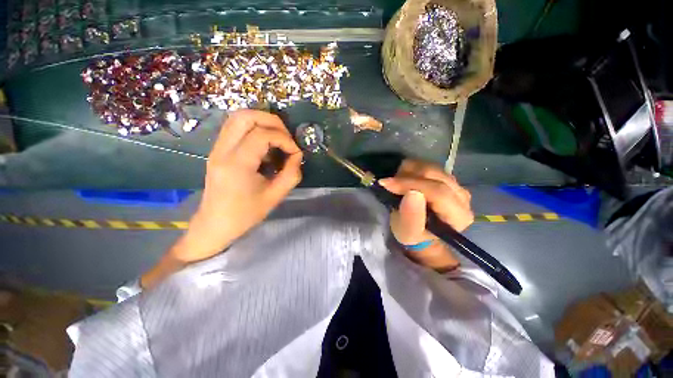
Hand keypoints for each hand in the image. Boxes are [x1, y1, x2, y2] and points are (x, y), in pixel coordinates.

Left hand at [175, 110, 302, 262]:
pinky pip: (236, 128)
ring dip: (262, 122)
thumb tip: (297, 155)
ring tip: (278, 138)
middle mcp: (222, 151)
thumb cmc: (245, 214)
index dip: (285, 139)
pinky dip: (254, 129)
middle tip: (287, 137)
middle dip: (272, 121)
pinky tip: (265, 146)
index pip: (262, 135)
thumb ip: (291, 174)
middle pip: (245, 116)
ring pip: (238, 117)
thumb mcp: (275, 197)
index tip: (296, 153)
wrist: (215, 224)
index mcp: (237, 164)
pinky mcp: (218, 150)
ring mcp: (217, 148)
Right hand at [379, 159, 472, 270]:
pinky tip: (404, 179)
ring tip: (396, 183)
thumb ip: (411, 217)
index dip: (410, 184)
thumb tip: (412, 193)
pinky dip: (412, 169)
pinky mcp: (448, 178)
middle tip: (389, 184)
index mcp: (458, 215)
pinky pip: (428, 165)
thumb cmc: (414, 235)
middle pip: (435, 175)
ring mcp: (457, 184)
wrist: (421, 231)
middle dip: (407, 177)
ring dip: (408, 172)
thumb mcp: (408, 233)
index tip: (387, 184)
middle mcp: (463, 197)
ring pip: (431, 167)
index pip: (437, 191)